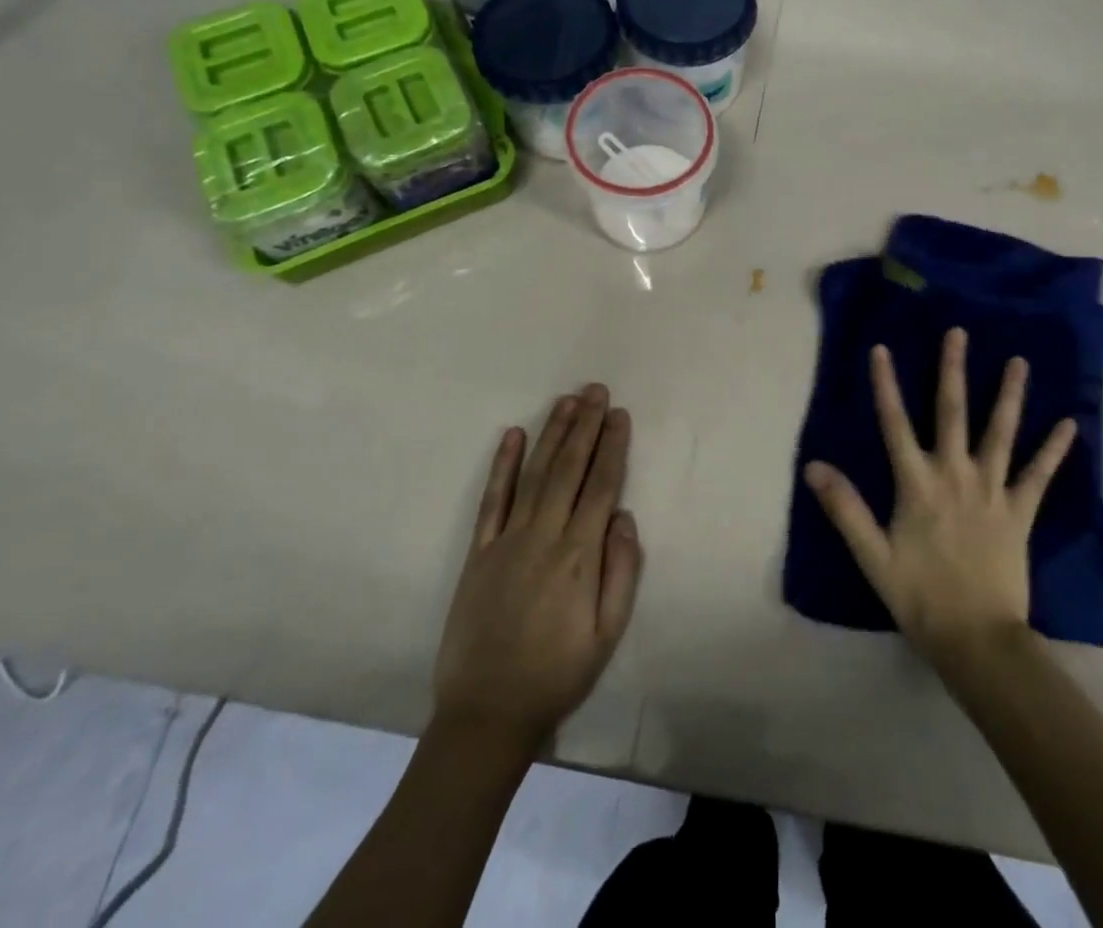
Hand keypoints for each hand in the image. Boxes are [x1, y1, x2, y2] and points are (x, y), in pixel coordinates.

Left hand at [432, 384, 642, 751]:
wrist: (487, 713)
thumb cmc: (557, 674)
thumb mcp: (607, 635)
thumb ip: (621, 573)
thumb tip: (624, 517)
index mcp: (578, 556)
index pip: (601, 486)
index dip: (612, 447)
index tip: (619, 414)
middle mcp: (543, 536)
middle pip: (569, 468)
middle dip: (584, 425)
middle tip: (595, 390)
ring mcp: (507, 540)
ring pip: (535, 474)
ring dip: (552, 433)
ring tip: (566, 400)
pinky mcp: (478, 552)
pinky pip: (492, 500)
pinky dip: (503, 465)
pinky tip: (512, 435)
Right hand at [805, 329, 1073, 671]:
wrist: (977, 639)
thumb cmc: (919, 596)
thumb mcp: (872, 556)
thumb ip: (845, 508)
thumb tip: (813, 466)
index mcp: (917, 484)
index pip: (895, 424)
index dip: (886, 385)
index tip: (881, 348)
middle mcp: (955, 475)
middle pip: (952, 412)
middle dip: (953, 370)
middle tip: (959, 333)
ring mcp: (992, 490)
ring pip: (1001, 432)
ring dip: (1009, 395)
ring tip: (1019, 361)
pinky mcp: (1021, 511)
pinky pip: (1040, 474)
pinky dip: (1054, 448)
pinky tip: (1069, 424)